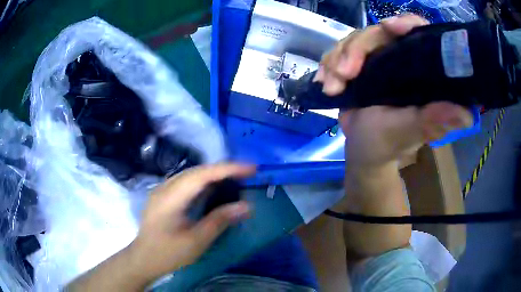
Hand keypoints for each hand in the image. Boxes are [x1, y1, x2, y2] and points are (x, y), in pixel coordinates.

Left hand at [129, 164, 254, 280]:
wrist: (143, 259)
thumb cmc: (168, 253)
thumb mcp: (196, 241)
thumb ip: (219, 221)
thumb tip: (246, 206)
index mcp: (171, 198)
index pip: (202, 175)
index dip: (227, 169)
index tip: (250, 168)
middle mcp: (165, 188)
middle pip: (197, 171)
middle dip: (223, 169)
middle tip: (247, 173)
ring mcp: (162, 190)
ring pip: (191, 175)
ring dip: (213, 174)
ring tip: (235, 178)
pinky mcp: (163, 196)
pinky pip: (186, 182)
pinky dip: (203, 182)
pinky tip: (213, 189)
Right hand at [316, 15, 473, 167]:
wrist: (361, 150)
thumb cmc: (387, 144)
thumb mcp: (408, 131)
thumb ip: (431, 121)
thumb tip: (466, 114)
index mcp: (421, 72)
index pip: (419, 34)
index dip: (407, 24)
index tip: (389, 26)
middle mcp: (402, 59)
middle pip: (378, 32)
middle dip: (356, 49)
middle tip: (343, 75)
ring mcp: (379, 59)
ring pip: (355, 39)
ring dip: (337, 59)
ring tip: (332, 86)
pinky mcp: (360, 64)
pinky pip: (339, 51)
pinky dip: (328, 64)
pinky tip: (324, 81)